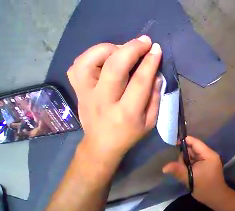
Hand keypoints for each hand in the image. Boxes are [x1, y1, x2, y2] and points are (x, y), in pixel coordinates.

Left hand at [67, 35, 162, 162]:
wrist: (102, 144)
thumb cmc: (130, 135)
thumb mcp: (150, 122)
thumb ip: (155, 100)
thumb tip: (156, 77)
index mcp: (127, 112)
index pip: (140, 82)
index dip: (149, 63)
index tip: (156, 50)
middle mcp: (104, 101)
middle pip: (115, 67)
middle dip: (132, 49)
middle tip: (145, 41)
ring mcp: (86, 94)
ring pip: (91, 60)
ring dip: (111, 48)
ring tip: (124, 48)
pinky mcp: (77, 91)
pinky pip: (78, 65)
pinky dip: (93, 54)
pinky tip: (106, 57)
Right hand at [163, 136, 229, 204]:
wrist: (217, 199)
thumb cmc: (206, 188)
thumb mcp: (190, 179)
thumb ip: (178, 171)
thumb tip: (164, 167)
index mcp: (208, 154)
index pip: (195, 142)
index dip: (185, 141)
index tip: (174, 143)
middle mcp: (209, 154)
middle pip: (193, 148)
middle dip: (185, 154)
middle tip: (180, 164)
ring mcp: (208, 158)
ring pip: (193, 154)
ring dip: (187, 160)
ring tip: (185, 170)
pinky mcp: (206, 162)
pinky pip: (195, 159)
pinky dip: (189, 163)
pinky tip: (187, 170)